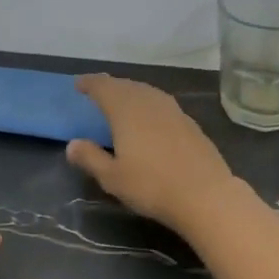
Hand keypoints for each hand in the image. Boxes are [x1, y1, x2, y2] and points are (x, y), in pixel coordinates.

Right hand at [66, 74, 240, 231]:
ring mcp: (174, 111)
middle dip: (110, 86)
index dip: (90, 83)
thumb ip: (90, 158)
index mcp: (126, 110)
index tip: (79, 84)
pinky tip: (150, 118)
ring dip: (131, 92)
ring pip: (147, 92)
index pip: (104, 87)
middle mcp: (150, 102)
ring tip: (122, 101)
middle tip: (98, 90)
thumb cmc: (152, 186)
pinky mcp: (190, 123)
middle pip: (127, 86)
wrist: (205, 194)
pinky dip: (149, 104)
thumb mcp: (112, 178)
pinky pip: (162, 104)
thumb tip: (72, 144)